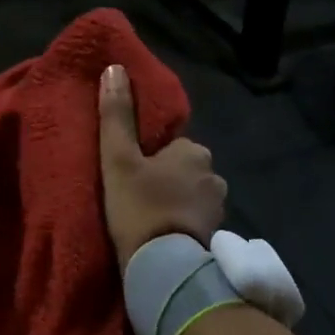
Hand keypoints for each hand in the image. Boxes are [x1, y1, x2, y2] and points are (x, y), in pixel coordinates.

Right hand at [98, 63, 226, 264]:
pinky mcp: (218, 236)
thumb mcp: (118, 158)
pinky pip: (196, 220)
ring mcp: (219, 207)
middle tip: (137, 198)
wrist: (164, 266)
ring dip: (176, 203)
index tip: (132, 174)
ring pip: (192, 195)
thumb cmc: (139, 206)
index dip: (150, 158)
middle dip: (167, 180)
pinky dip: (183, 224)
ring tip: (150, 220)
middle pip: (184, 169)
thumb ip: (116, 115)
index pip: (171, 145)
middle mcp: (214, 174)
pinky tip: (164, 237)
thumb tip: (114, 68)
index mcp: (194, 150)